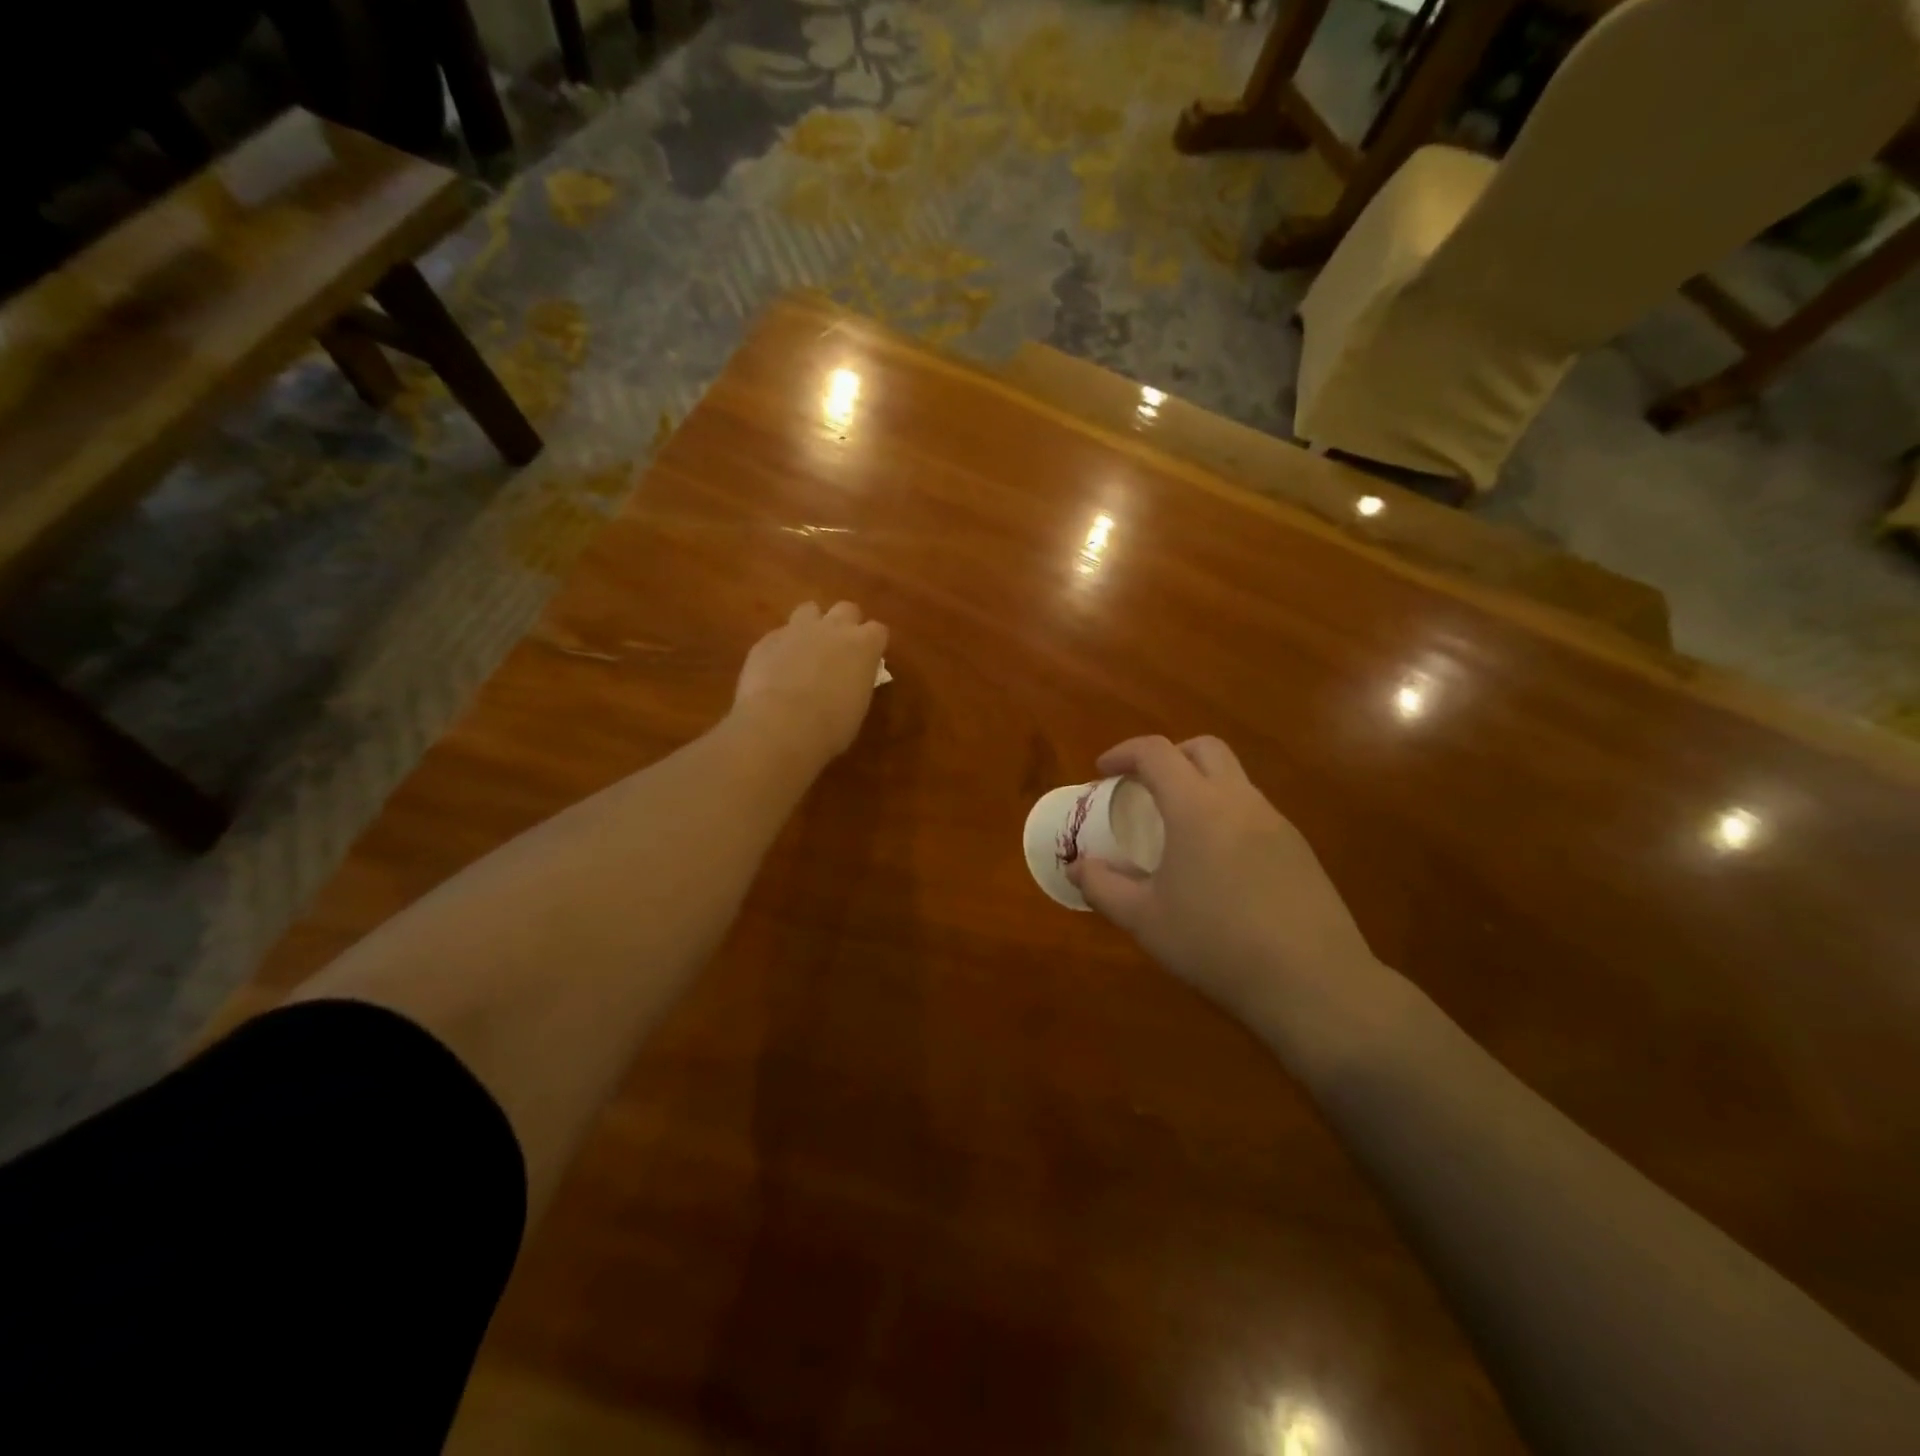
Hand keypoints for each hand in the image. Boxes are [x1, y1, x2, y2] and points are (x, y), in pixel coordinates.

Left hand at [732, 601, 887, 762]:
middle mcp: (833, 628)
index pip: (878, 631)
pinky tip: (777, 669)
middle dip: (845, 625)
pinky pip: (779, 635)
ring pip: (809, 610)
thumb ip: (856, 682)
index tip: (868, 660)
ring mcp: (797, 629)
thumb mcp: (857, 706)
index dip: (872, 645)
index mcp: (864, 646)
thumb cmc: (830, 727)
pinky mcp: (767, 640)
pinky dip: (782, 647)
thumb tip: (850, 680)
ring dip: (812, 626)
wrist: (780, 726)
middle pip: (847, 609)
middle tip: (839, 650)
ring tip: (806, 651)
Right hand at [1067, 735, 1384, 1031]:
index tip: (1102, 772)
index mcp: (1197, 808)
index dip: (1124, 753)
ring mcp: (1276, 823)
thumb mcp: (1144, 920)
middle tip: (1144, 787)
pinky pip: (1254, 812)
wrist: (1312, 983)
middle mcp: (1240, 802)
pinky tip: (1217, 864)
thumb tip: (1077, 867)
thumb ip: (1102, 887)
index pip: (1156, 753)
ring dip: (1200, 786)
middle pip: (1204, 749)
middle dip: (1169, 756)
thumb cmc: (1215, 945)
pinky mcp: (1299, 850)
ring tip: (1177, 830)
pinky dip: (1226, 816)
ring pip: (1234, 780)